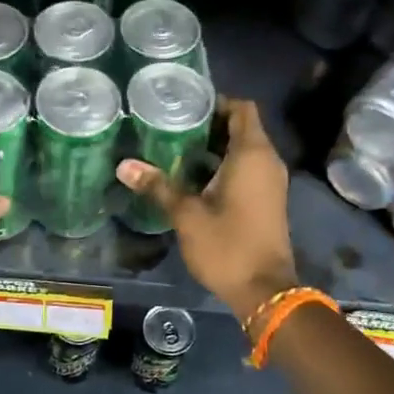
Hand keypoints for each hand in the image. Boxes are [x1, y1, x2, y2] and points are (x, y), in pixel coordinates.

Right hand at [117, 98, 297, 322]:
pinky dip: (223, 165)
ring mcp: (270, 181)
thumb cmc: (228, 245)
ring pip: (243, 149)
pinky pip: (247, 168)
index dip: (216, 102)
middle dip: (208, 124)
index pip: (242, 108)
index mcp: (252, 154)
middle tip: (171, 125)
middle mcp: (267, 161)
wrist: (264, 291)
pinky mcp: (267, 199)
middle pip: (241, 127)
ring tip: (175, 148)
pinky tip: (192, 176)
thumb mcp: (186, 215)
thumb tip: (123, 165)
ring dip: (214, 147)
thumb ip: (157, 186)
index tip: (186, 106)